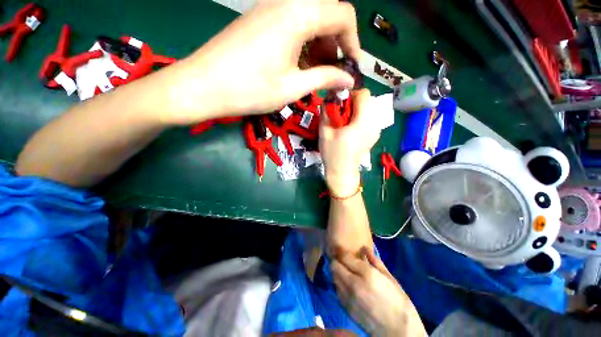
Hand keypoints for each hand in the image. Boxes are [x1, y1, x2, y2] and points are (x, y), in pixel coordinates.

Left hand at [168, 0, 360, 123]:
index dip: (353, 43)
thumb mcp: (293, 87)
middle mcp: (287, 1)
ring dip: (319, 45)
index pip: (343, 15)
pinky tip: (298, 65)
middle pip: (327, 13)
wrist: (204, 85)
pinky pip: (293, 23)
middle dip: (336, 44)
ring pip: (310, 18)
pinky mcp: (260, 17)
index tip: (351, 68)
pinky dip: (303, 43)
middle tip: (332, 73)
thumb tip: (349, 79)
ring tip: (315, 73)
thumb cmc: (251, 89)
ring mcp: (270, 6)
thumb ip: (325, 78)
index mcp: (299, 14)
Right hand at [320, 89, 380, 196]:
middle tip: (341, 114)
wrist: (342, 172)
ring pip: (370, 108)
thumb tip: (327, 98)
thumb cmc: (332, 154)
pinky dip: (361, 117)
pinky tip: (352, 129)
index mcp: (362, 122)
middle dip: (354, 102)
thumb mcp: (324, 132)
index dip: (351, 95)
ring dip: (357, 110)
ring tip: (346, 122)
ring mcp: (376, 130)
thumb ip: (326, 112)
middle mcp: (374, 124)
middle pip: (368, 100)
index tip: (340, 104)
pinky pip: (371, 118)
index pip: (364, 94)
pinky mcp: (375, 135)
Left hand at [332, 250, 426, 335]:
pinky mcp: (346, 308)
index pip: (345, 257)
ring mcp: (348, 297)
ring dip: (336, 272)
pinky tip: (347, 286)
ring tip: (344, 271)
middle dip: (337, 260)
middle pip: (335, 266)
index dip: (341, 251)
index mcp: (366, 274)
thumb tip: (364, 248)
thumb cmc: (399, 302)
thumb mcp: (390, 278)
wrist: (399, 332)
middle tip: (342, 260)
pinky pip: (337, 290)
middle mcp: (353, 284)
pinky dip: (339, 284)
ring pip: (334, 277)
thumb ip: (375, 261)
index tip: (340, 248)